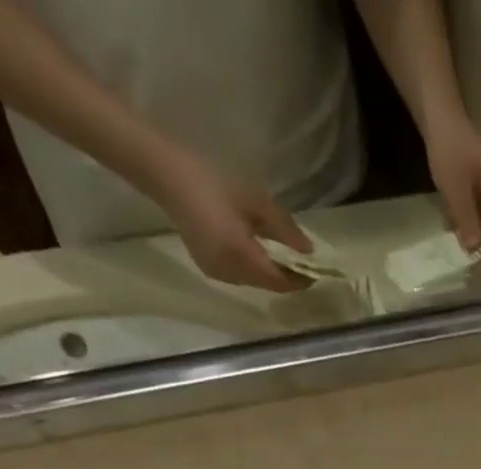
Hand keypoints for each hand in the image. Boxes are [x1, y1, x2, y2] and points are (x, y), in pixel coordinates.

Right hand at [150, 150, 313, 292]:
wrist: (164, 173)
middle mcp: (230, 273)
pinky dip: (254, 269)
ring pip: (255, 282)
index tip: (316, 272)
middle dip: (287, 277)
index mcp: (241, 256)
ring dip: (271, 273)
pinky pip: (240, 276)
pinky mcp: (208, 268)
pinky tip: (259, 253)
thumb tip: (309, 251)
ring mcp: (217, 273)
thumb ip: (285, 229)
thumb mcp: (255, 201)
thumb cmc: (211, 180)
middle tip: (303, 263)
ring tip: (284, 257)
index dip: (300, 280)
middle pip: (268, 284)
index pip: (280, 281)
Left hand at [424, 114, 480, 251]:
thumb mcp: (456, 187)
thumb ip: (466, 218)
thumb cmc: (450, 148)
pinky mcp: (476, 192)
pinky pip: (477, 216)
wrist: (437, 116)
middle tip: (474, 260)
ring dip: (478, 238)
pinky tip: (456, 234)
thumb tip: (474, 250)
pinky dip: (469, 227)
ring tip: (463, 251)